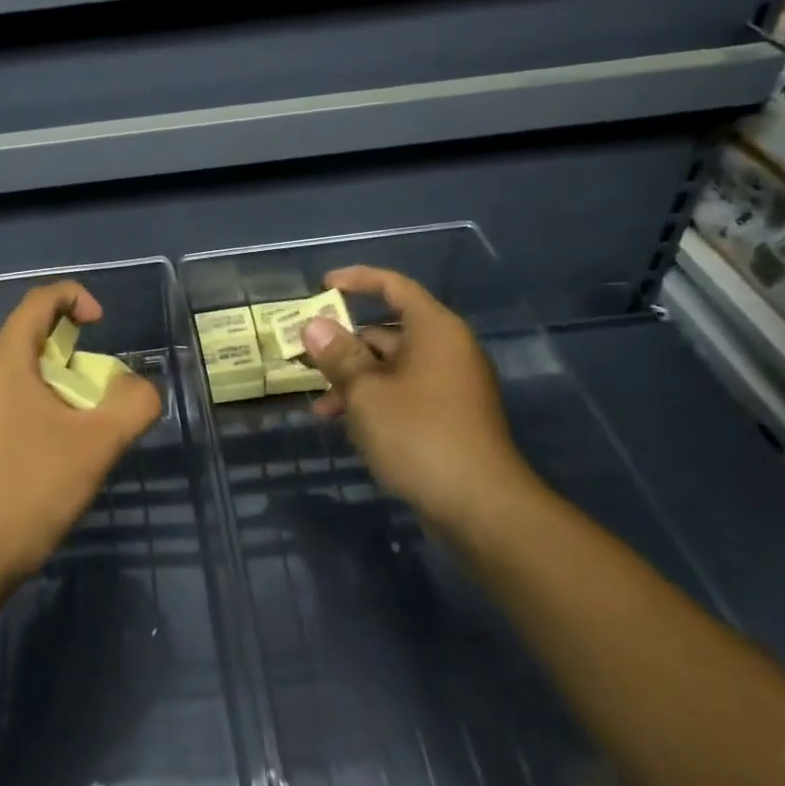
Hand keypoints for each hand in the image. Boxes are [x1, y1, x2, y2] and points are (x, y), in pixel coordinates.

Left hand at [0, 281, 161, 586]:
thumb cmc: (28, 493)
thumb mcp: (97, 447)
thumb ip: (132, 404)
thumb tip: (137, 387)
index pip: (39, 301)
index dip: (76, 299)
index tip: (100, 325)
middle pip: (25, 342)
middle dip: (66, 360)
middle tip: (92, 400)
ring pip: (7, 378)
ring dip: (44, 390)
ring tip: (68, 435)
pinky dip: (19, 412)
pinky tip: (33, 459)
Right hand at [300, 266, 540, 528]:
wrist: (480, 506)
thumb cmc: (419, 435)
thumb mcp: (366, 392)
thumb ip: (338, 355)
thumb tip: (314, 324)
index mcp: (434, 330)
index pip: (393, 286)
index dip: (357, 280)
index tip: (322, 286)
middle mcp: (445, 350)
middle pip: (387, 329)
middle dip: (343, 343)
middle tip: (304, 355)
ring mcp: (448, 385)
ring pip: (390, 366)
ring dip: (352, 378)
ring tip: (319, 404)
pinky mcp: (446, 416)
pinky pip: (401, 392)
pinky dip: (372, 399)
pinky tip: (344, 423)